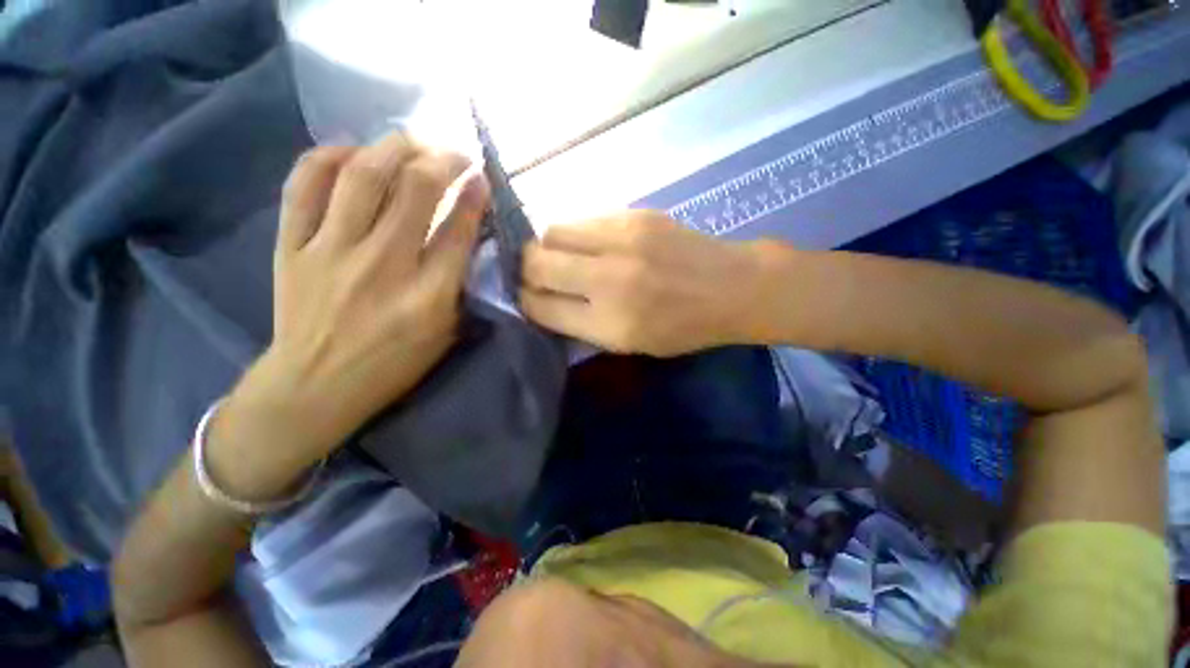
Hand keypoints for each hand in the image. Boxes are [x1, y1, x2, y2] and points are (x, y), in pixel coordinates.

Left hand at [211, 133, 489, 498]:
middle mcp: (382, 266)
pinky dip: (327, 157)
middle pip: (415, 191)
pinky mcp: (291, 246)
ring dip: (393, 148)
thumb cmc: (392, 365)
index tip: (481, 179)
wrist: (315, 386)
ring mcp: (330, 252)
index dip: (474, 196)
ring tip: (411, 143)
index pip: (458, 232)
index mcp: (427, 297)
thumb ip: (458, 286)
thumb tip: (467, 237)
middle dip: (443, 161)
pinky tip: (350, 153)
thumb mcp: (444, 334)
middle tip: (454, 156)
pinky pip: (304, 185)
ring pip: (362, 176)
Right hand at [521, 211, 785, 355]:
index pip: (540, 306)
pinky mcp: (634, 215)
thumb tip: (544, 301)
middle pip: (535, 262)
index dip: (526, 302)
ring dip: (548, 247)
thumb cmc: (684, 328)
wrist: (734, 287)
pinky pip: (583, 220)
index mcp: (610, 323)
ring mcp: (621, 240)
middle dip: (526, 271)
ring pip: (552, 232)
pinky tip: (591, 246)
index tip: (528, 299)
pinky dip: (576, 235)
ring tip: (563, 258)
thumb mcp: (630, 344)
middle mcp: (609, 279)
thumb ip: (582, 324)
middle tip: (538, 276)